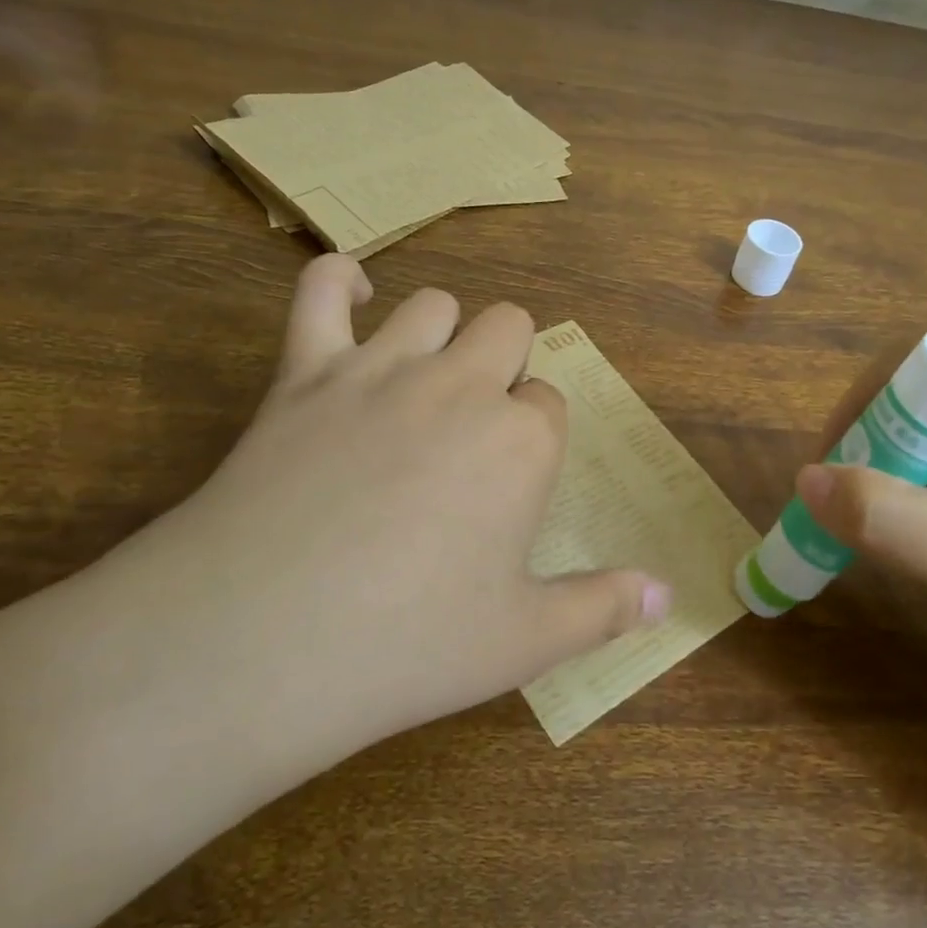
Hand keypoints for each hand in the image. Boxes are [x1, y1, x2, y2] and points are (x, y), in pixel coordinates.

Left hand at [107, 255, 669, 768]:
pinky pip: (320, 294)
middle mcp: (461, 386)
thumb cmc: (407, 644)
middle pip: (508, 327)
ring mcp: (381, 370)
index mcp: (521, 440)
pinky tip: (352, 295)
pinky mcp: (305, 372)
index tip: (513, 478)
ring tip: (427, 382)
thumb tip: (668, 595)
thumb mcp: (523, 640)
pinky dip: (339, 283)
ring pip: (435, 304)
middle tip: (478, 426)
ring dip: (444, 332)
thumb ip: (603, 609)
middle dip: (506, 362)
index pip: (549, 402)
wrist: (258, 640)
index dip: (535, 433)